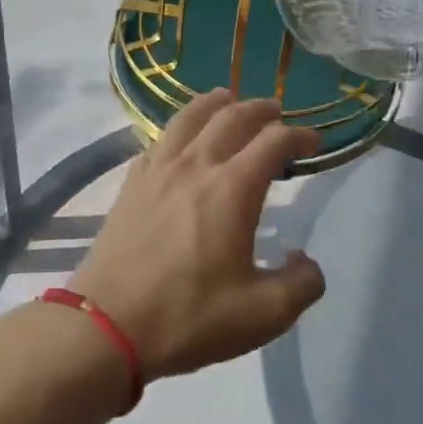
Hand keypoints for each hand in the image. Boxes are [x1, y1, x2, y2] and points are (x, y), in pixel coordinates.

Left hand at [68, 90, 325, 378]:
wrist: (109, 324)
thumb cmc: (190, 316)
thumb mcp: (264, 314)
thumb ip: (302, 284)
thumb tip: (303, 259)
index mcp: (232, 188)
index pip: (273, 141)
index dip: (298, 135)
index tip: (313, 142)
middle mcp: (195, 165)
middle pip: (231, 117)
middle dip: (260, 109)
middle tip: (276, 112)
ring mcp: (157, 170)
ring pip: (189, 117)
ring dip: (215, 103)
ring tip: (227, 98)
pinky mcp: (131, 184)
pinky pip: (159, 140)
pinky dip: (179, 128)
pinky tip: (180, 139)